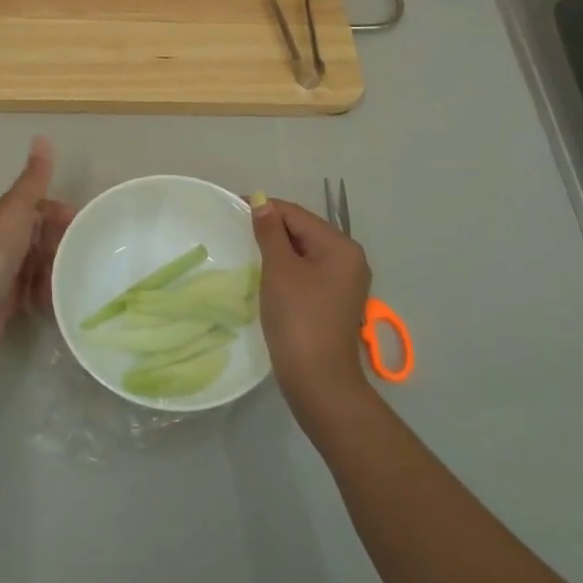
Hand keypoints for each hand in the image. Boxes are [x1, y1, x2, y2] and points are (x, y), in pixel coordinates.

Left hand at [0, 137, 75, 353]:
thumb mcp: (16, 209)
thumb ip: (33, 178)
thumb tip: (41, 136)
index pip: (36, 206)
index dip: (59, 213)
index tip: (83, 224)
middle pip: (39, 235)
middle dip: (60, 243)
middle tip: (82, 255)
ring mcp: (2, 269)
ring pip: (38, 262)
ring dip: (55, 269)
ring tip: (73, 277)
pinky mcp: (6, 298)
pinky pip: (33, 289)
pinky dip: (45, 292)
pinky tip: (57, 296)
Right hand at [251, 198, 372, 420]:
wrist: (318, 380)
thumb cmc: (298, 318)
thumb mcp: (279, 270)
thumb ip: (270, 232)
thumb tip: (261, 201)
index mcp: (341, 246)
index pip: (297, 215)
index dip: (265, 208)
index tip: (233, 207)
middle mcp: (349, 259)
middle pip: (304, 231)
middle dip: (272, 229)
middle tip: (237, 231)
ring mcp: (345, 282)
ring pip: (305, 252)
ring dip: (278, 249)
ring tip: (248, 251)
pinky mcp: (335, 301)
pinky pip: (308, 272)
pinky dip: (287, 268)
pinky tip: (266, 275)